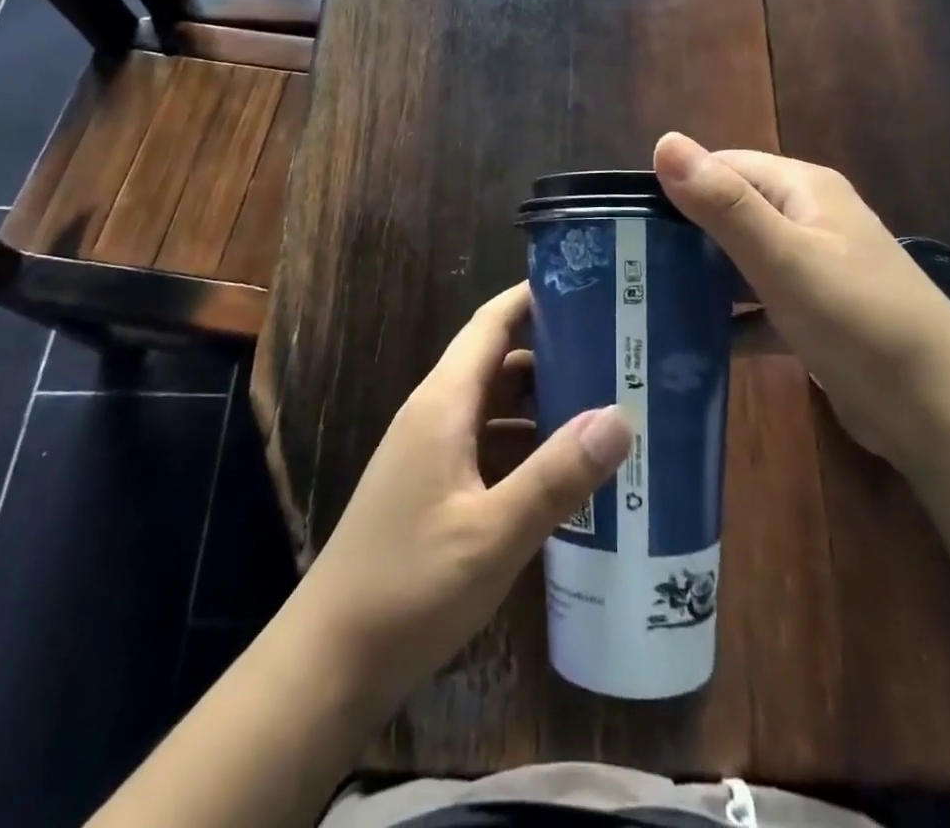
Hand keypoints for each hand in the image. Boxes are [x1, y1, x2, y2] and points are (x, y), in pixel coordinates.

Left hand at [290, 283, 631, 715]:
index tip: (586, 287)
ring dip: (542, 404)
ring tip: (605, 406)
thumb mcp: (493, 534)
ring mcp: (431, 453)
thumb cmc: (409, 586)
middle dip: (553, 352)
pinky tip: (565, 471)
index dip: (532, 297)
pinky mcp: (433, 488)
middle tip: (618, 354)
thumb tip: (620, 416)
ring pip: (495, 407)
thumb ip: (557, 475)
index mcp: (443, 403)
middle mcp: (435, 414)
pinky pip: (487, 445)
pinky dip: (525, 445)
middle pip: (498, 363)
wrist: (330, 662)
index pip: (490, 324)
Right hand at [654, 132, 949, 460]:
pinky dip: (728, 319)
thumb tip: (664, 142)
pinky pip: (757, 306)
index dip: (676, 186)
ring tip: (643, 300)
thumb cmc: (860, 322)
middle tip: (625, 265)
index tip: (625, 221)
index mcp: (803, 190)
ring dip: (701, 279)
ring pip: (740, 262)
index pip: (723, 167)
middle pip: (729, 213)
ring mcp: (813, 270)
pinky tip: (690, 341)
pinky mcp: (814, 316)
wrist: (943, 415)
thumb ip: (723, 204)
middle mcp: (809, 220)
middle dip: (681, 236)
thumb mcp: (784, 259)